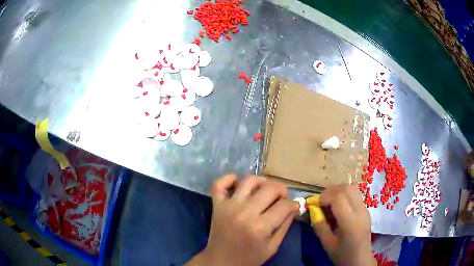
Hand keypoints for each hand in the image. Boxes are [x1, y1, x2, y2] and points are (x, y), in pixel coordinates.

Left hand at [186, 175, 298, 265]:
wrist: (221, 261)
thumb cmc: (249, 258)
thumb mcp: (272, 247)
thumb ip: (285, 226)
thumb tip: (294, 207)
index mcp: (260, 227)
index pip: (284, 205)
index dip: (293, 204)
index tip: (293, 207)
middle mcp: (245, 212)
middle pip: (270, 187)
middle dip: (281, 191)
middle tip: (281, 199)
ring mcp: (229, 206)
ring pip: (248, 180)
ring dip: (261, 182)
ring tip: (264, 191)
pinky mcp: (217, 205)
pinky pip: (219, 184)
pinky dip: (229, 179)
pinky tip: (238, 184)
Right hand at [310, 185, 375, 265]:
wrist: (360, 259)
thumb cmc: (342, 254)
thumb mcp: (327, 243)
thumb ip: (320, 225)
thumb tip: (313, 210)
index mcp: (351, 222)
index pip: (339, 198)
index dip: (324, 196)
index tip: (314, 204)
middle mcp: (360, 211)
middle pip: (346, 188)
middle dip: (330, 191)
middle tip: (320, 201)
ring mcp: (365, 208)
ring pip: (352, 188)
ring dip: (337, 190)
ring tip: (328, 202)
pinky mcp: (365, 209)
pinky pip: (354, 194)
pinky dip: (343, 195)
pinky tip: (337, 207)